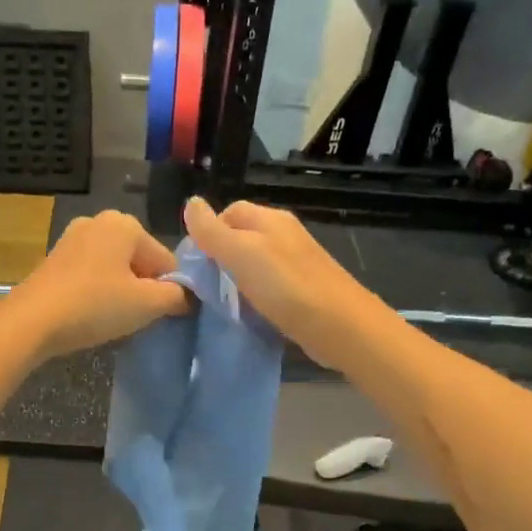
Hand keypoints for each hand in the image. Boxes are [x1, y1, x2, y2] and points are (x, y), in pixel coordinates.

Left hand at [4, 210, 189, 358]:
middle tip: (136, 318)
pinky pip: (91, 274)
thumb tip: (188, 296)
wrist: (31, 321)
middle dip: (144, 288)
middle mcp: (99, 221)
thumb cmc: (94, 306)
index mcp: (125, 223)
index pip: (166, 260)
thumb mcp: (146, 304)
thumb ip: (177, 296)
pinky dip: (98, 291)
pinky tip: (91, 313)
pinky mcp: (54, 258)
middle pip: (140, 260)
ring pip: (115, 268)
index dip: (170, 290)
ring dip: (121, 291)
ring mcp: (72, 238)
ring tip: (113, 318)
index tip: (163, 315)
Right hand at [182, 197, 383, 368]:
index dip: (207, 233)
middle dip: (220, 258)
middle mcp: (284, 235)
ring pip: (254, 264)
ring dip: (237, 280)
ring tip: (224, 302)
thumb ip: (212, 231)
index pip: (227, 213)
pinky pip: (269, 286)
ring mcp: (296, 263)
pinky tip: (249, 314)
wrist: (341, 327)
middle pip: (241, 238)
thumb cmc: (286, 287)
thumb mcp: (241, 253)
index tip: (195, 264)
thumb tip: (190, 203)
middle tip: (205, 286)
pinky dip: (255, 297)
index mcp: (270, 219)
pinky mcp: (303, 290)